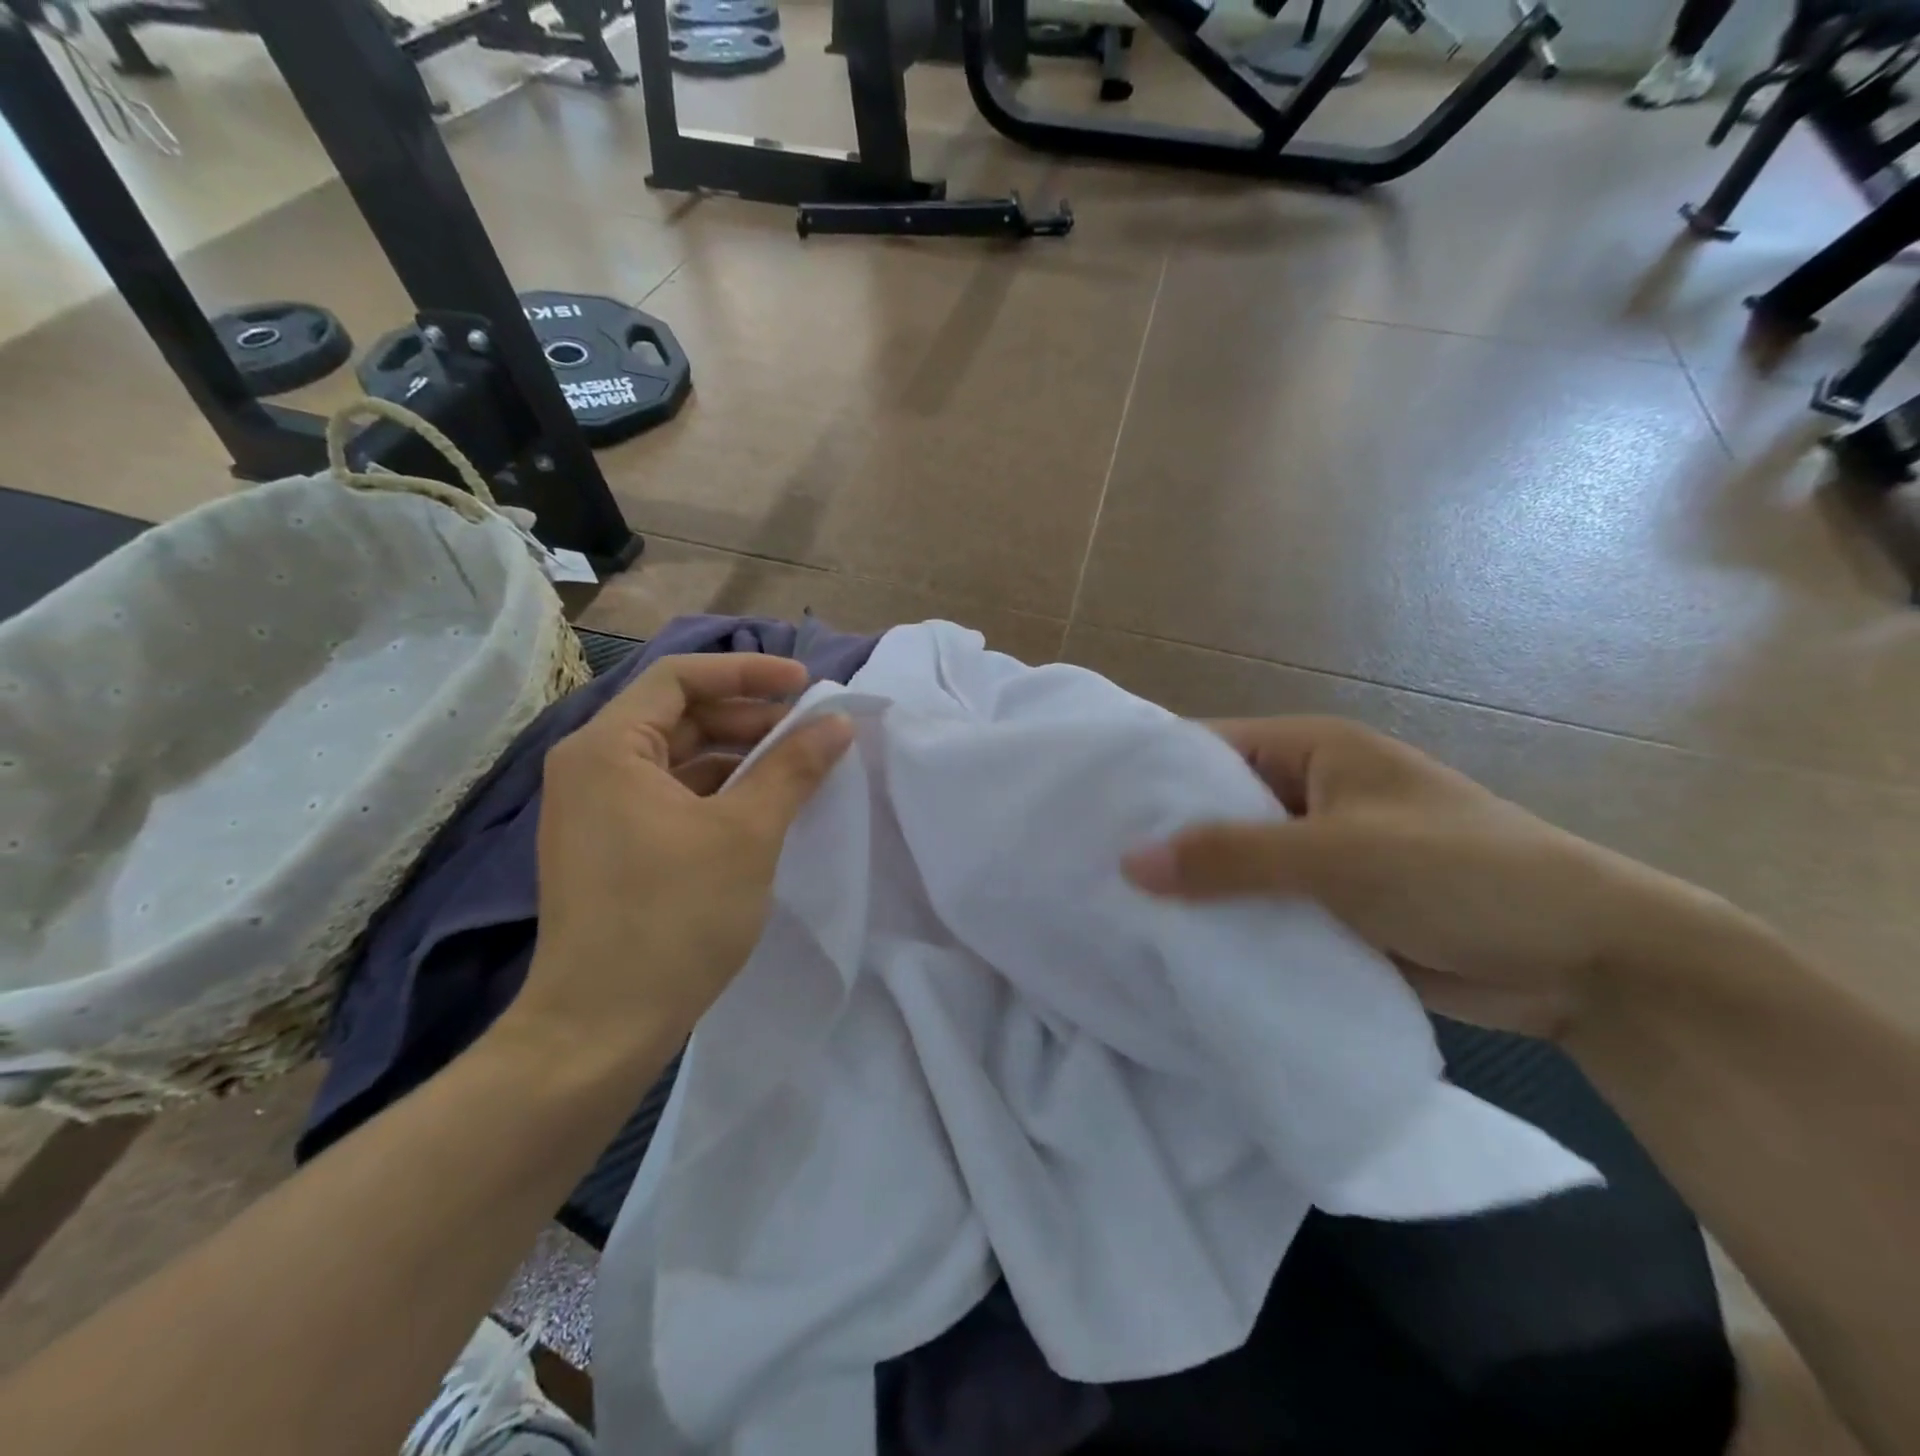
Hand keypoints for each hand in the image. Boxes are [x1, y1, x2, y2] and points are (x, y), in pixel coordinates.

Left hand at [507, 654, 852, 1062]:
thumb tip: (837, 722)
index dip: (747, 671)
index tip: (805, 686)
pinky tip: (763, 807)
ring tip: (798, 768)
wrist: (601, 1028)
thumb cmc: (674, 917)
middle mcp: (591, 767)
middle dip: (748, 717)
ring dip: (738, 756)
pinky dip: (717, 791)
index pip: (680, 677)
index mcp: (607, 748)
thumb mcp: (747, 833)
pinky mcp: (611, 845)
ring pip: (678, 758)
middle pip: (679, 714)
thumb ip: (794, 767)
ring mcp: (597, 809)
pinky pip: (670, 795)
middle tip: (810, 733)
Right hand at [1124, 717, 1718, 1040]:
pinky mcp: (1327, 908)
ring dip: (1191, 889)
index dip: (1149, 778)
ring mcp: (1315, 854)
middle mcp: (1304, 793)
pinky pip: (1259, 908)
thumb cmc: (1462, 873)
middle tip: (1086, 870)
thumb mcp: (1339, 855)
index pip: (1206, 749)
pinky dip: (1225, 924)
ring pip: (1233, 864)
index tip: (1086, 811)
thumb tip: (1128, 861)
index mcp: (1309, 751)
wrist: (1587, 961)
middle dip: (1162, 839)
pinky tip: (1173, 949)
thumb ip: (1232, 857)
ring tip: (1113, 914)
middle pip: (1213, 809)